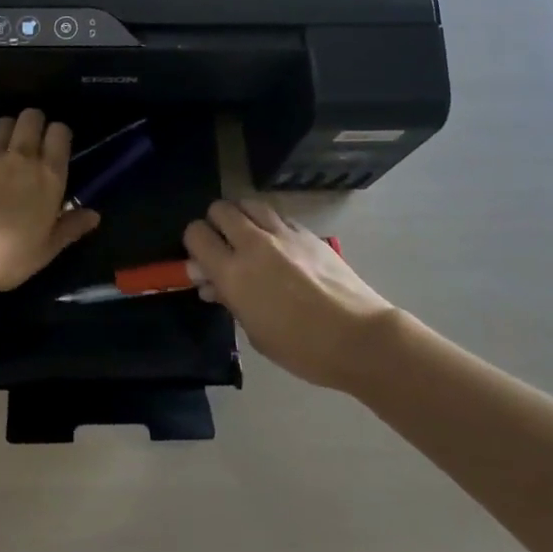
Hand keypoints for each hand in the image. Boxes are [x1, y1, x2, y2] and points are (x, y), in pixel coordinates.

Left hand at [0, 109, 101, 293]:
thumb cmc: (11, 254)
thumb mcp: (47, 249)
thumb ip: (71, 227)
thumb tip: (94, 215)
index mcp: (48, 175)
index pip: (60, 133)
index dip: (59, 133)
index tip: (58, 143)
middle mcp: (21, 156)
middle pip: (31, 118)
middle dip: (34, 121)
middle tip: (32, 137)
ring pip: (1, 123)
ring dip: (6, 130)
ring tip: (4, 146)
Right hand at [183, 199, 397, 391]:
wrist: (358, 337)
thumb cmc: (302, 348)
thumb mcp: (256, 332)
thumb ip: (230, 299)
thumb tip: (211, 283)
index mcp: (233, 273)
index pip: (196, 234)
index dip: (194, 243)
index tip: (201, 258)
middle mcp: (252, 244)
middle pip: (219, 209)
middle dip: (215, 223)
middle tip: (224, 245)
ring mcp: (282, 233)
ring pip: (248, 203)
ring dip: (242, 216)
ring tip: (249, 237)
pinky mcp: (306, 231)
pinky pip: (277, 215)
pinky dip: (269, 223)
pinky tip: (279, 244)